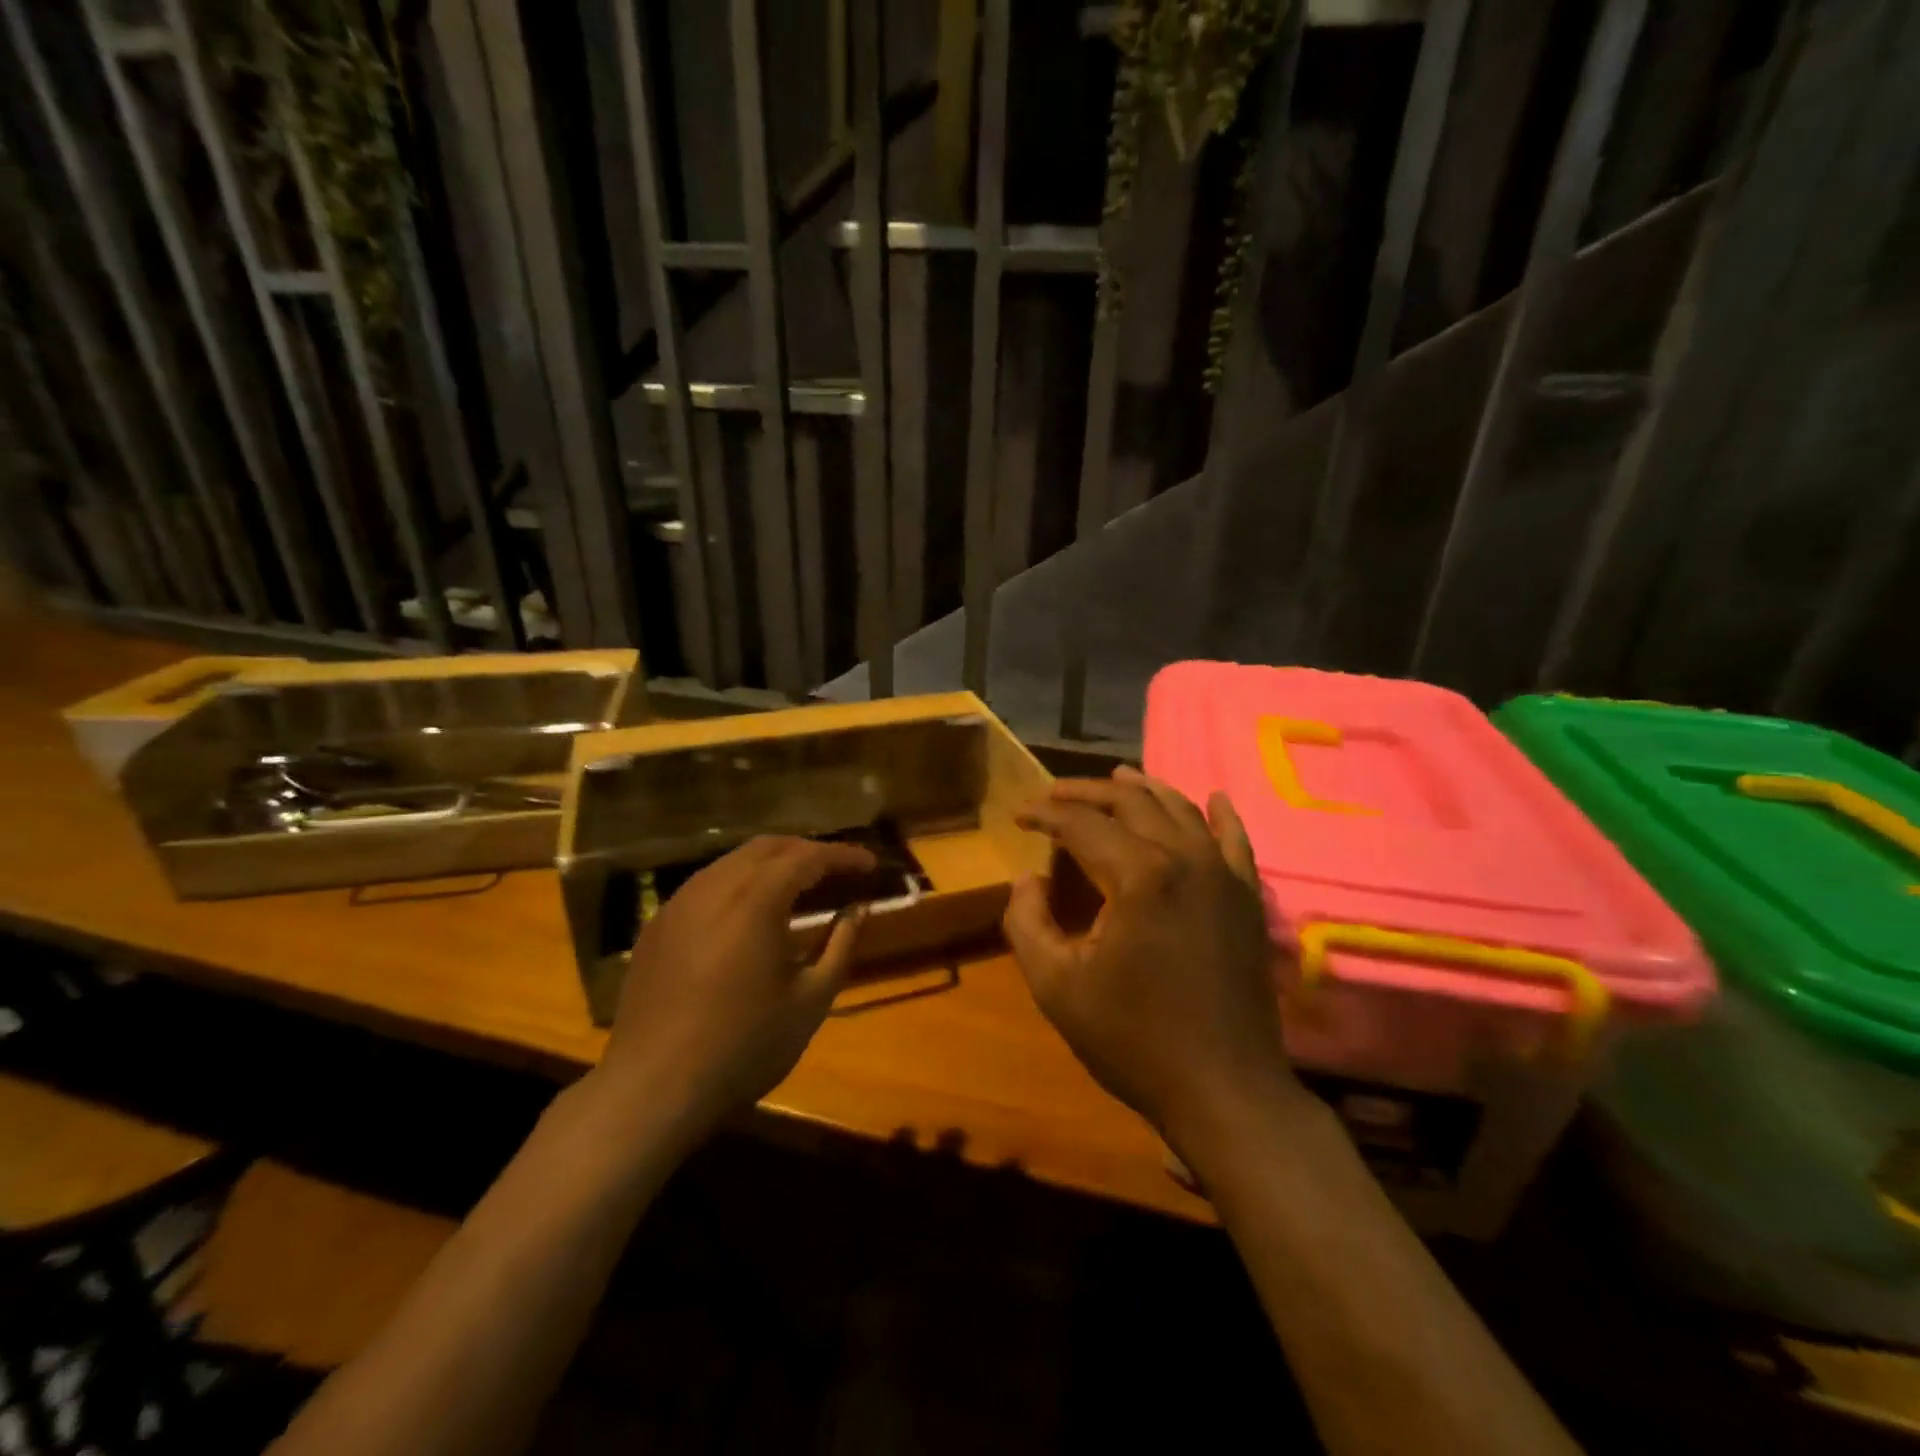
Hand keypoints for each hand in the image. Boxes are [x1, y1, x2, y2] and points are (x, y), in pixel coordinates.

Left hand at [594, 836, 875, 1140]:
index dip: (843, 855)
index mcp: (757, 899)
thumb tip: (858, 909)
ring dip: (771, 863)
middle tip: (837, 869)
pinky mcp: (658, 925)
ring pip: (733, 861)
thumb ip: (840, 946)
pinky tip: (748, 912)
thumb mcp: (811, 1000)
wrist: (654, 1087)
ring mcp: (680, 902)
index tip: (870, 863)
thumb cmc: (745, 1045)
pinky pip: (706, 884)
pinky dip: (738, 882)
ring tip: (797, 884)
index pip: (808, 857)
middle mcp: (715, 886)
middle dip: (807, 850)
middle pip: (768, 846)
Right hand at [1005, 767, 1300, 1148]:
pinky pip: (1235, 841)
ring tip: (1117, 777)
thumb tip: (1027, 879)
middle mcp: (1185, 858)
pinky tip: (1215, 798)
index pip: (1083, 824)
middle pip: (1132, 803)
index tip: (1019, 815)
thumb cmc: (1134, 1040)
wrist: (1225, 1090)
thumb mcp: (1056, 986)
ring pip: (1181, 810)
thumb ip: (1027, 923)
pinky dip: (1221, 815)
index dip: (1045, 814)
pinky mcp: (1247, 899)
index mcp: (1138, 875)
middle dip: (1088, 792)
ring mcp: (1224, 876)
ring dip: (1144, 790)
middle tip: (1055, 794)